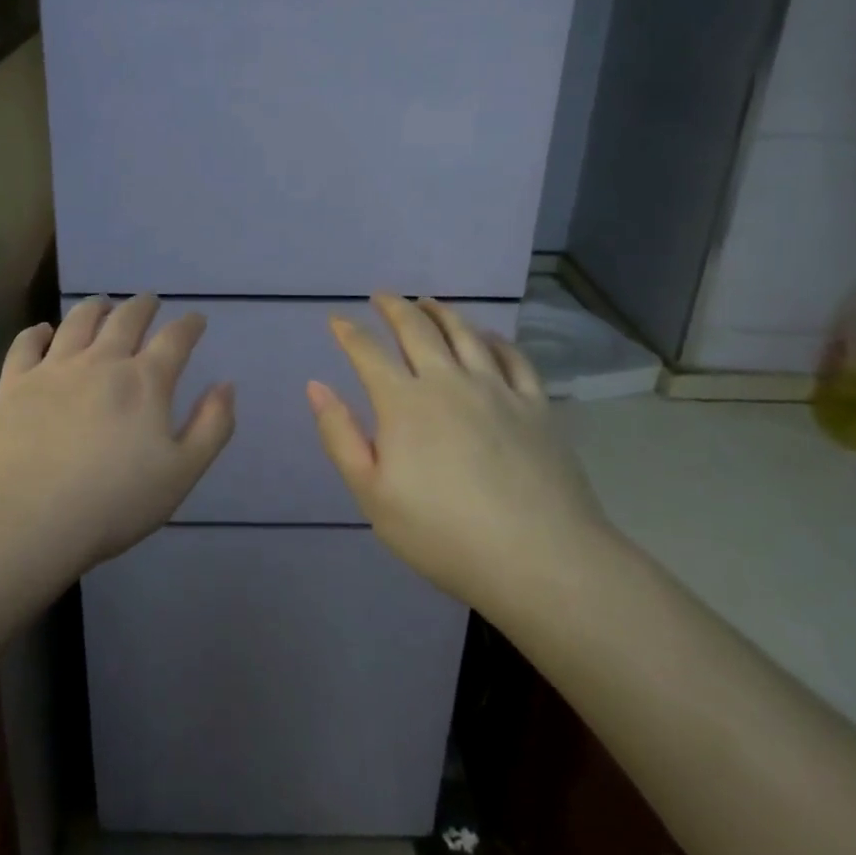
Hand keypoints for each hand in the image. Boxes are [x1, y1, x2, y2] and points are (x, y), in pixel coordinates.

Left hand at [0, 295, 235, 576]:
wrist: (28, 521)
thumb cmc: (113, 503)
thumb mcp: (181, 474)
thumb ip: (211, 427)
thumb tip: (226, 385)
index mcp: (144, 382)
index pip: (174, 339)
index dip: (189, 325)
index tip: (195, 319)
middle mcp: (101, 362)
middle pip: (126, 319)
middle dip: (142, 306)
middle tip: (149, 302)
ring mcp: (54, 369)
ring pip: (78, 321)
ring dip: (95, 307)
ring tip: (102, 304)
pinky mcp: (14, 383)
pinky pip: (26, 344)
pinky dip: (37, 332)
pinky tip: (43, 331)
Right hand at [307, 295, 611, 612]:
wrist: (539, 559)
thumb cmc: (443, 534)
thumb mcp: (372, 495)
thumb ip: (340, 436)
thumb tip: (316, 386)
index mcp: (404, 402)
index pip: (368, 353)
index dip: (349, 332)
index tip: (337, 319)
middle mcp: (448, 381)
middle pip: (417, 330)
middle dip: (394, 308)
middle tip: (381, 295)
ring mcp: (497, 389)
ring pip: (465, 334)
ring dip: (441, 312)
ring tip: (428, 302)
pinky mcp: (535, 405)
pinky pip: (513, 358)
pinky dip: (495, 339)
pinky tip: (488, 336)